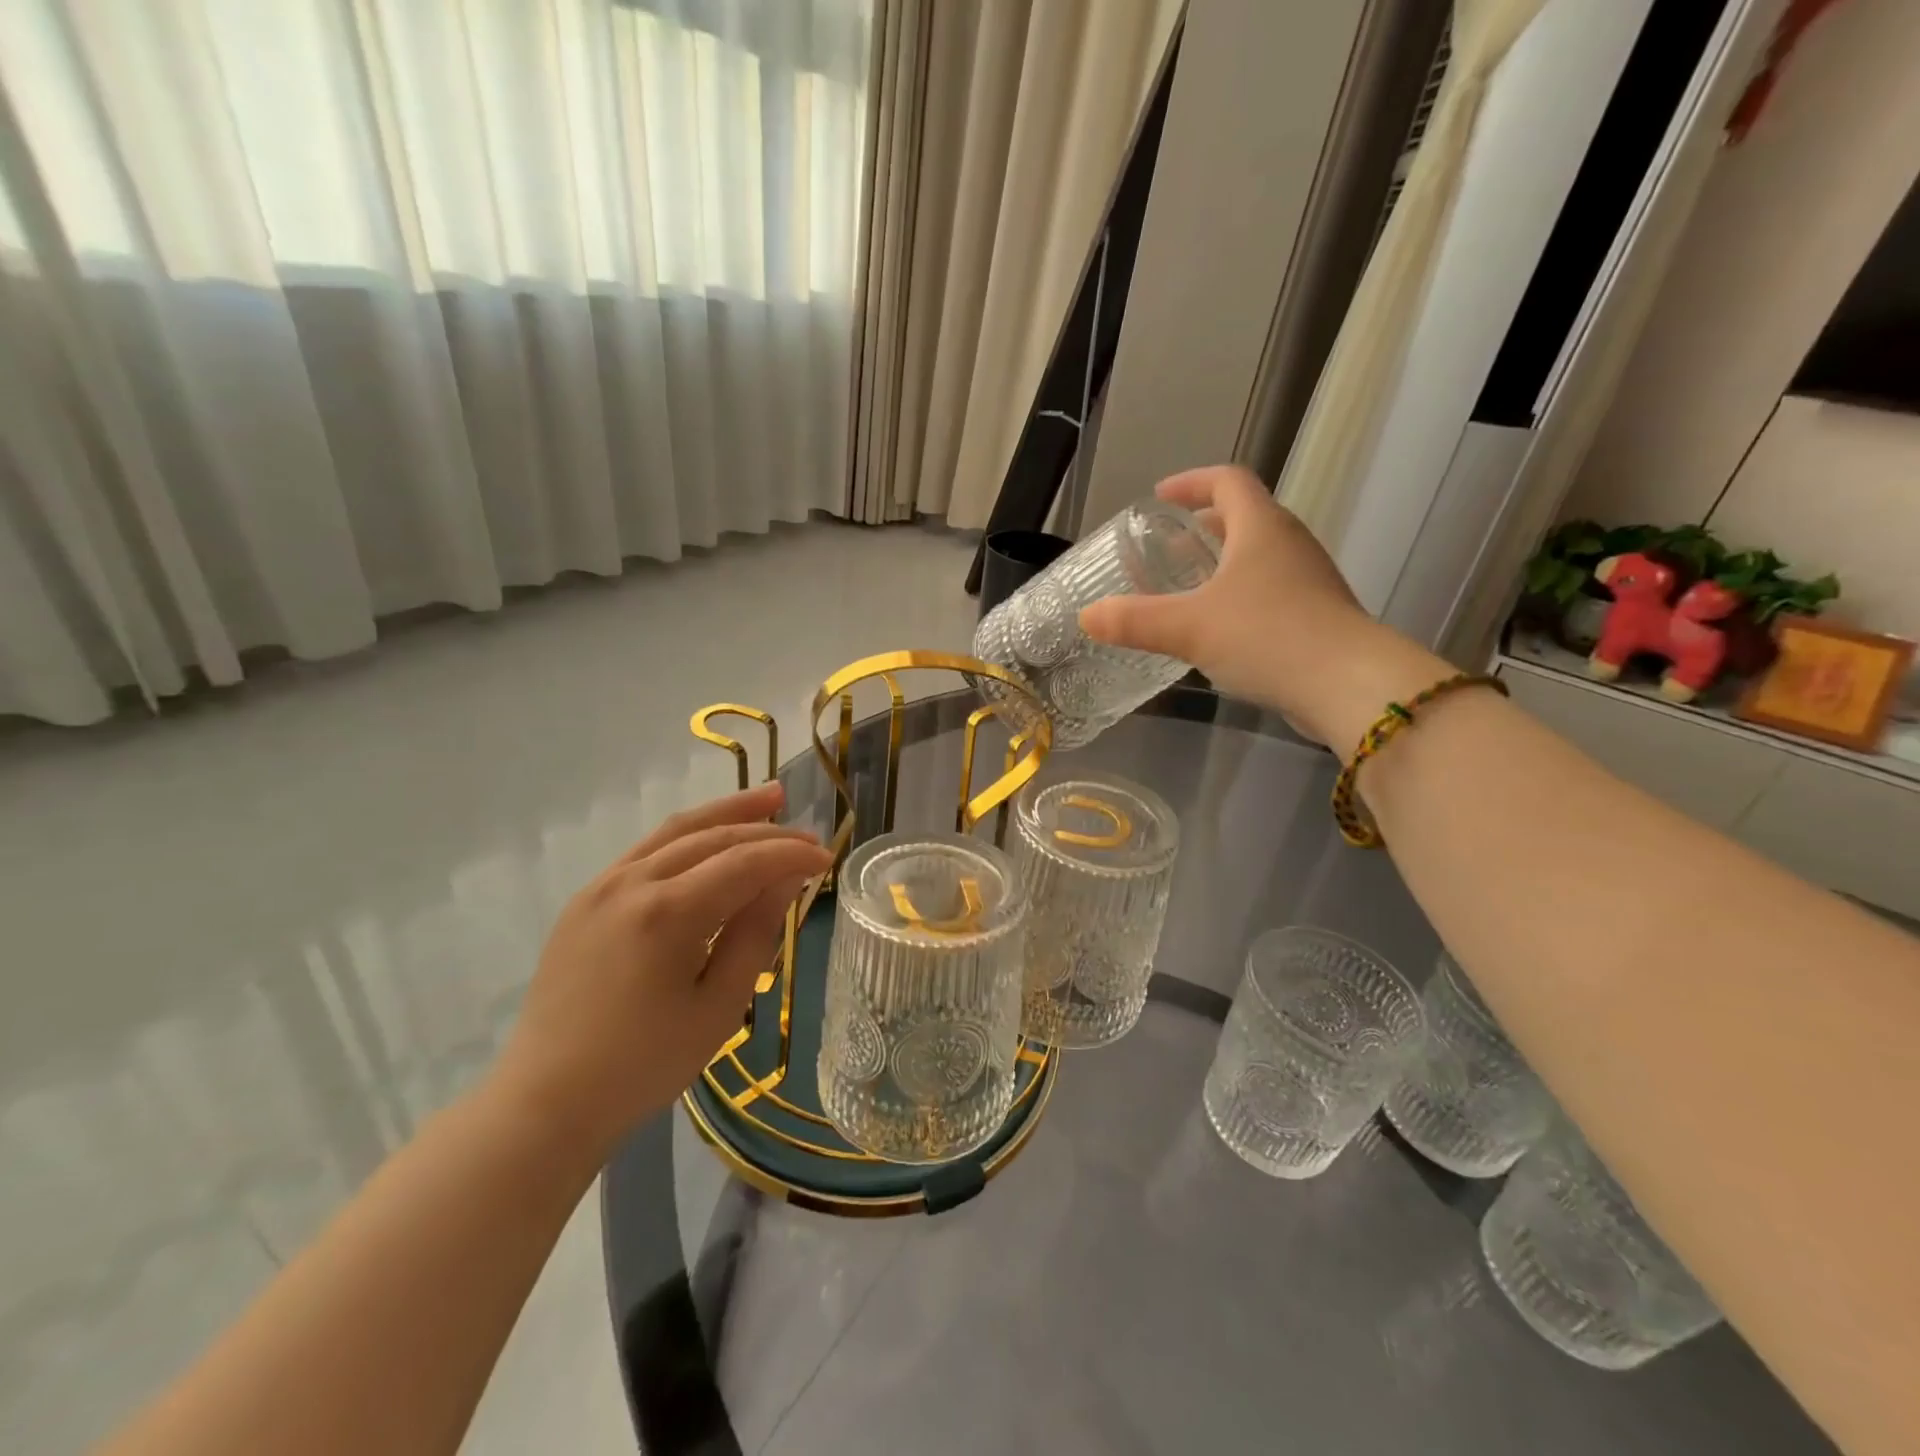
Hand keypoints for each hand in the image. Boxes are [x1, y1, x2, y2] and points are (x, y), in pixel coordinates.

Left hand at [493, 783, 832, 1152]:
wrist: (546, 1100)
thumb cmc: (644, 1064)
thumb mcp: (718, 1006)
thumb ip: (755, 933)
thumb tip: (785, 878)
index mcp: (668, 913)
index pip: (745, 862)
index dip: (790, 855)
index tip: (826, 859)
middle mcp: (632, 882)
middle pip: (712, 836)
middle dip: (766, 829)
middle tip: (808, 833)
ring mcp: (602, 885)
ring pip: (677, 831)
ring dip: (727, 812)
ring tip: (770, 798)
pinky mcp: (586, 898)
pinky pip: (647, 850)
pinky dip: (688, 835)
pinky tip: (711, 836)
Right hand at [1080, 466, 1434, 746]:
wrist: (1348, 685)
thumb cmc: (1267, 637)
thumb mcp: (1189, 628)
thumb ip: (1134, 620)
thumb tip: (1087, 617)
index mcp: (1261, 528)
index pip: (1227, 481)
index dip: (1191, 483)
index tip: (1160, 498)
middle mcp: (1289, 544)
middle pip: (1245, 517)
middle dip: (1202, 528)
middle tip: (1167, 549)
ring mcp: (1309, 580)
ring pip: (1259, 556)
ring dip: (1221, 563)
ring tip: (1187, 589)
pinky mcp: (1317, 615)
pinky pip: (1270, 590)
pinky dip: (1239, 595)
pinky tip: (1219, 629)